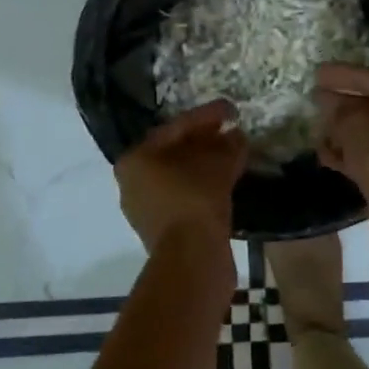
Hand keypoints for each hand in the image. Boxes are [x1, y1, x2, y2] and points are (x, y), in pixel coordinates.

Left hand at [115, 100, 247, 255]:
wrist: (192, 258)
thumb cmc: (196, 198)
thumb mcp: (219, 163)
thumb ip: (228, 144)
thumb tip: (236, 136)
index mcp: (135, 159)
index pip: (175, 128)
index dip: (207, 116)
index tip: (232, 110)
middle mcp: (132, 182)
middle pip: (174, 152)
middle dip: (205, 140)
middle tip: (231, 131)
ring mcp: (145, 208)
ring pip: (180, 176)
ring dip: (206, 164)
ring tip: (233, 154)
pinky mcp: (162, 230)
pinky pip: (184, 197)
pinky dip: (204, 186)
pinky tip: (226, 181)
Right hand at [314, 63, 368, 200]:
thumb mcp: (351, 118)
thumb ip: (336, 105)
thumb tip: (325, 99)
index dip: (341, 75)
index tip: (317, 73)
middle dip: (341, 105)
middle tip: (315, 99)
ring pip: (368, 134)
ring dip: (342, 132)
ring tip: (315, 128)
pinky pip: (367, 156)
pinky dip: (347, 154)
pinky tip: (324, 154)